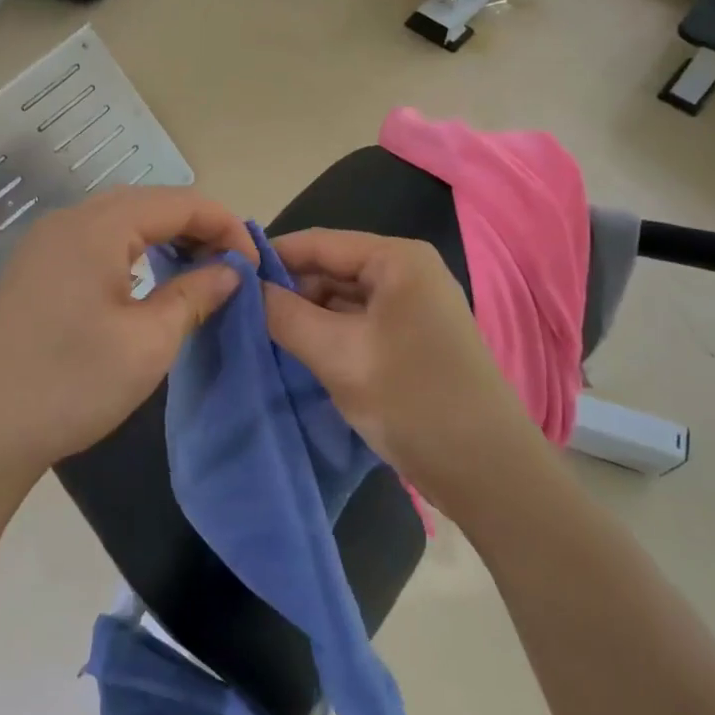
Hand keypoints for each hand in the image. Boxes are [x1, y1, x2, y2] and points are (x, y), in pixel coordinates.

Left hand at [0, 187, 256, 479]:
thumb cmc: (73, 384)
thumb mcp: (149, 342)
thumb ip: (196, 295)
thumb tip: (230, 271)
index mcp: (97, 227)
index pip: (179, 202)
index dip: (224, 225)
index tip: (253, 264)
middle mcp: (69, 219)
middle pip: (148, 202)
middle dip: (196, 226)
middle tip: (230, 266)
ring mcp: (46, 240)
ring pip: (121, 218)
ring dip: (164, 236)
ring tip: (198, 269)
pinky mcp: (36, 265)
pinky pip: (96, 237)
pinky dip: (133, 248)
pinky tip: (149, 277)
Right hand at [260, 229, 534, 500]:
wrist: (488, 472)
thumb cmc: (413, 399)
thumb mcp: (338, 354)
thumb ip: (284, 315)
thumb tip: (243, 287)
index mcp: (397, 259)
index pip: (319, 242)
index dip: (271, 257)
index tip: (226, 276)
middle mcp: (407, 272)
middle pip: (331, 268)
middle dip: (288, 289)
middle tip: (238, 313)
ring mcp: (412, 307)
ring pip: (342, 298)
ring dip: (305, 314)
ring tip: (259, 333)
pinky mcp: (411, 339)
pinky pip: (357, 323)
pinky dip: (327, 334)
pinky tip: (297, 352)